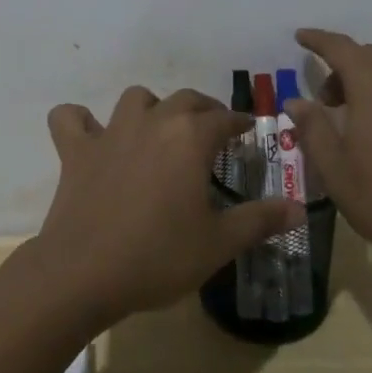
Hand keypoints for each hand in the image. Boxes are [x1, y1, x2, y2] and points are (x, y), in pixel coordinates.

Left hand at [35, 86, 302, 327]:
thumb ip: (260, 220)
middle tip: (212, 132)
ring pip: (135, 99)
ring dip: (151, 108)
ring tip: (158, 130)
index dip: (240, 123)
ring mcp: (110, 132)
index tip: (248, 131)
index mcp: (190, 137)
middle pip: (184, 100)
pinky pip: (71, 119)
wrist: (84, 273)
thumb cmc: (159, 256)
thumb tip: (300, 208)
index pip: (225, 118)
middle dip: (203, 110)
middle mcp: (153, 121)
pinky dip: (80, 121)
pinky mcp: (76, 149)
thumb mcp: (218, 243)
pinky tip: (89, 135)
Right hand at [289, 29, 371, 272]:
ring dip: (369, 84)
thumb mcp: (335, 169)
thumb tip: (297, 101)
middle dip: (343, 67)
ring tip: (354, 121)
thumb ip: (313, 128)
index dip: (318, 40)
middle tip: (325, 100)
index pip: (341, 48)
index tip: (301, 37)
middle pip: (370, 57)